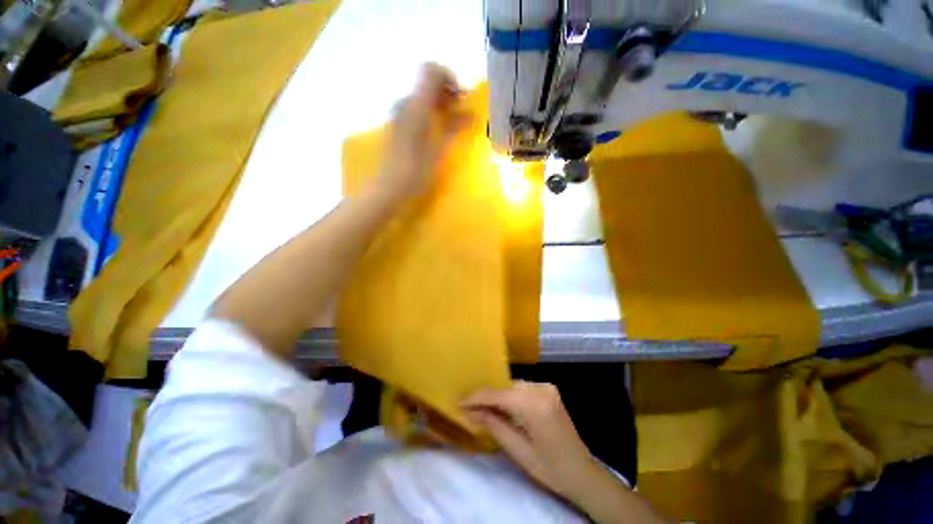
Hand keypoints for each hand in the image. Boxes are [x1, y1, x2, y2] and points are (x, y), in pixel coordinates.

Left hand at [375, 63, 468, 201]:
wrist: (388, 188)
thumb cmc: (415, 172)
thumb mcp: (439, 151)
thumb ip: (455, 128)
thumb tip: (471, 113)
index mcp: (416, 105)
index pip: (432, 70)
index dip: (449, 79)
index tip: (460, 100)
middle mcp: (405, 103)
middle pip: (427, 83)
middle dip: (447, 94)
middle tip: (460, 116)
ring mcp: (398, 115)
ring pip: (422, 98)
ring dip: (439, 106)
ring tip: (450, 128)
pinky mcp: (396, 126)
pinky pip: (415, 110)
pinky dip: (429, 115)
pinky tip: (435, 135)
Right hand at [461, 381, 598, 498]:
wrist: (583, 473)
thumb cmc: (551, 469)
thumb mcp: (519, 452)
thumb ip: (494, 426)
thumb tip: (471, 411)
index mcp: (536, 406)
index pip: (499, 395)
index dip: (477, 398)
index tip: (459, 402)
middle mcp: (542, 389)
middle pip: (506, 387)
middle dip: (486, 396)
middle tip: (468, 406)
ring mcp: (547, 387)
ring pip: (513, 386)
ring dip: (498, 395)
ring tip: (481, 407)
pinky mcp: (549, 390)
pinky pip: (522, 388)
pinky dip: (510, 396)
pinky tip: (501, 407)